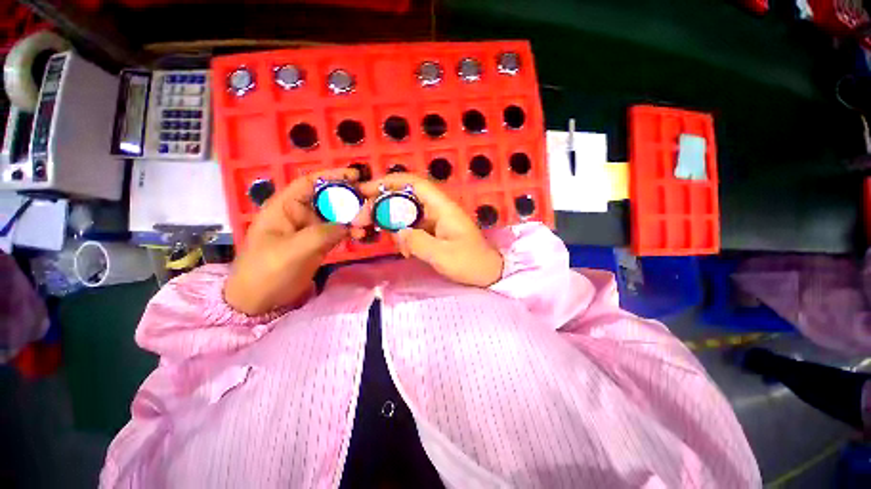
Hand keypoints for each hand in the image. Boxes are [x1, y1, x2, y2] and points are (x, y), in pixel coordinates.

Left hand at [225, 168, 364, 314]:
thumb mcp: (292, 251)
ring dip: (352, 217)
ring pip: (336, 215)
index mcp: (285, 207)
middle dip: (348, 199)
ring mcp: (310, 229)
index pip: (309, 183)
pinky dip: (350, 231)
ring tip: (367, 224)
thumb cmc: (266, 272)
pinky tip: (361, 235)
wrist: (260, 301)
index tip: (355, 176)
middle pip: (327, 198)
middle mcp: (299, 213)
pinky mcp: (319, 242)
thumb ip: (322, 234)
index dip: (332, 176)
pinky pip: (338, 231)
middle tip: (369, 204)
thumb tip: (349, 224)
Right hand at [358, 174, 503, 286]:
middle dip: (381, 205)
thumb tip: (398, 232)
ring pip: (405, 212)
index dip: (390, 182)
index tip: (366, 190)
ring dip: (389, 221)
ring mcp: (434, 220)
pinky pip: (411, 227)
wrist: (487, 272)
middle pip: (405, 197)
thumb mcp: (444, 255)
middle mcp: (437, 209)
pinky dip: (402, 235)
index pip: (414, 184)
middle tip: (360, 219)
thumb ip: (419, 242)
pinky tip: (403, 250)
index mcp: (443, 208)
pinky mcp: (433, 231)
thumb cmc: (470, 262)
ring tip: (374, 234)